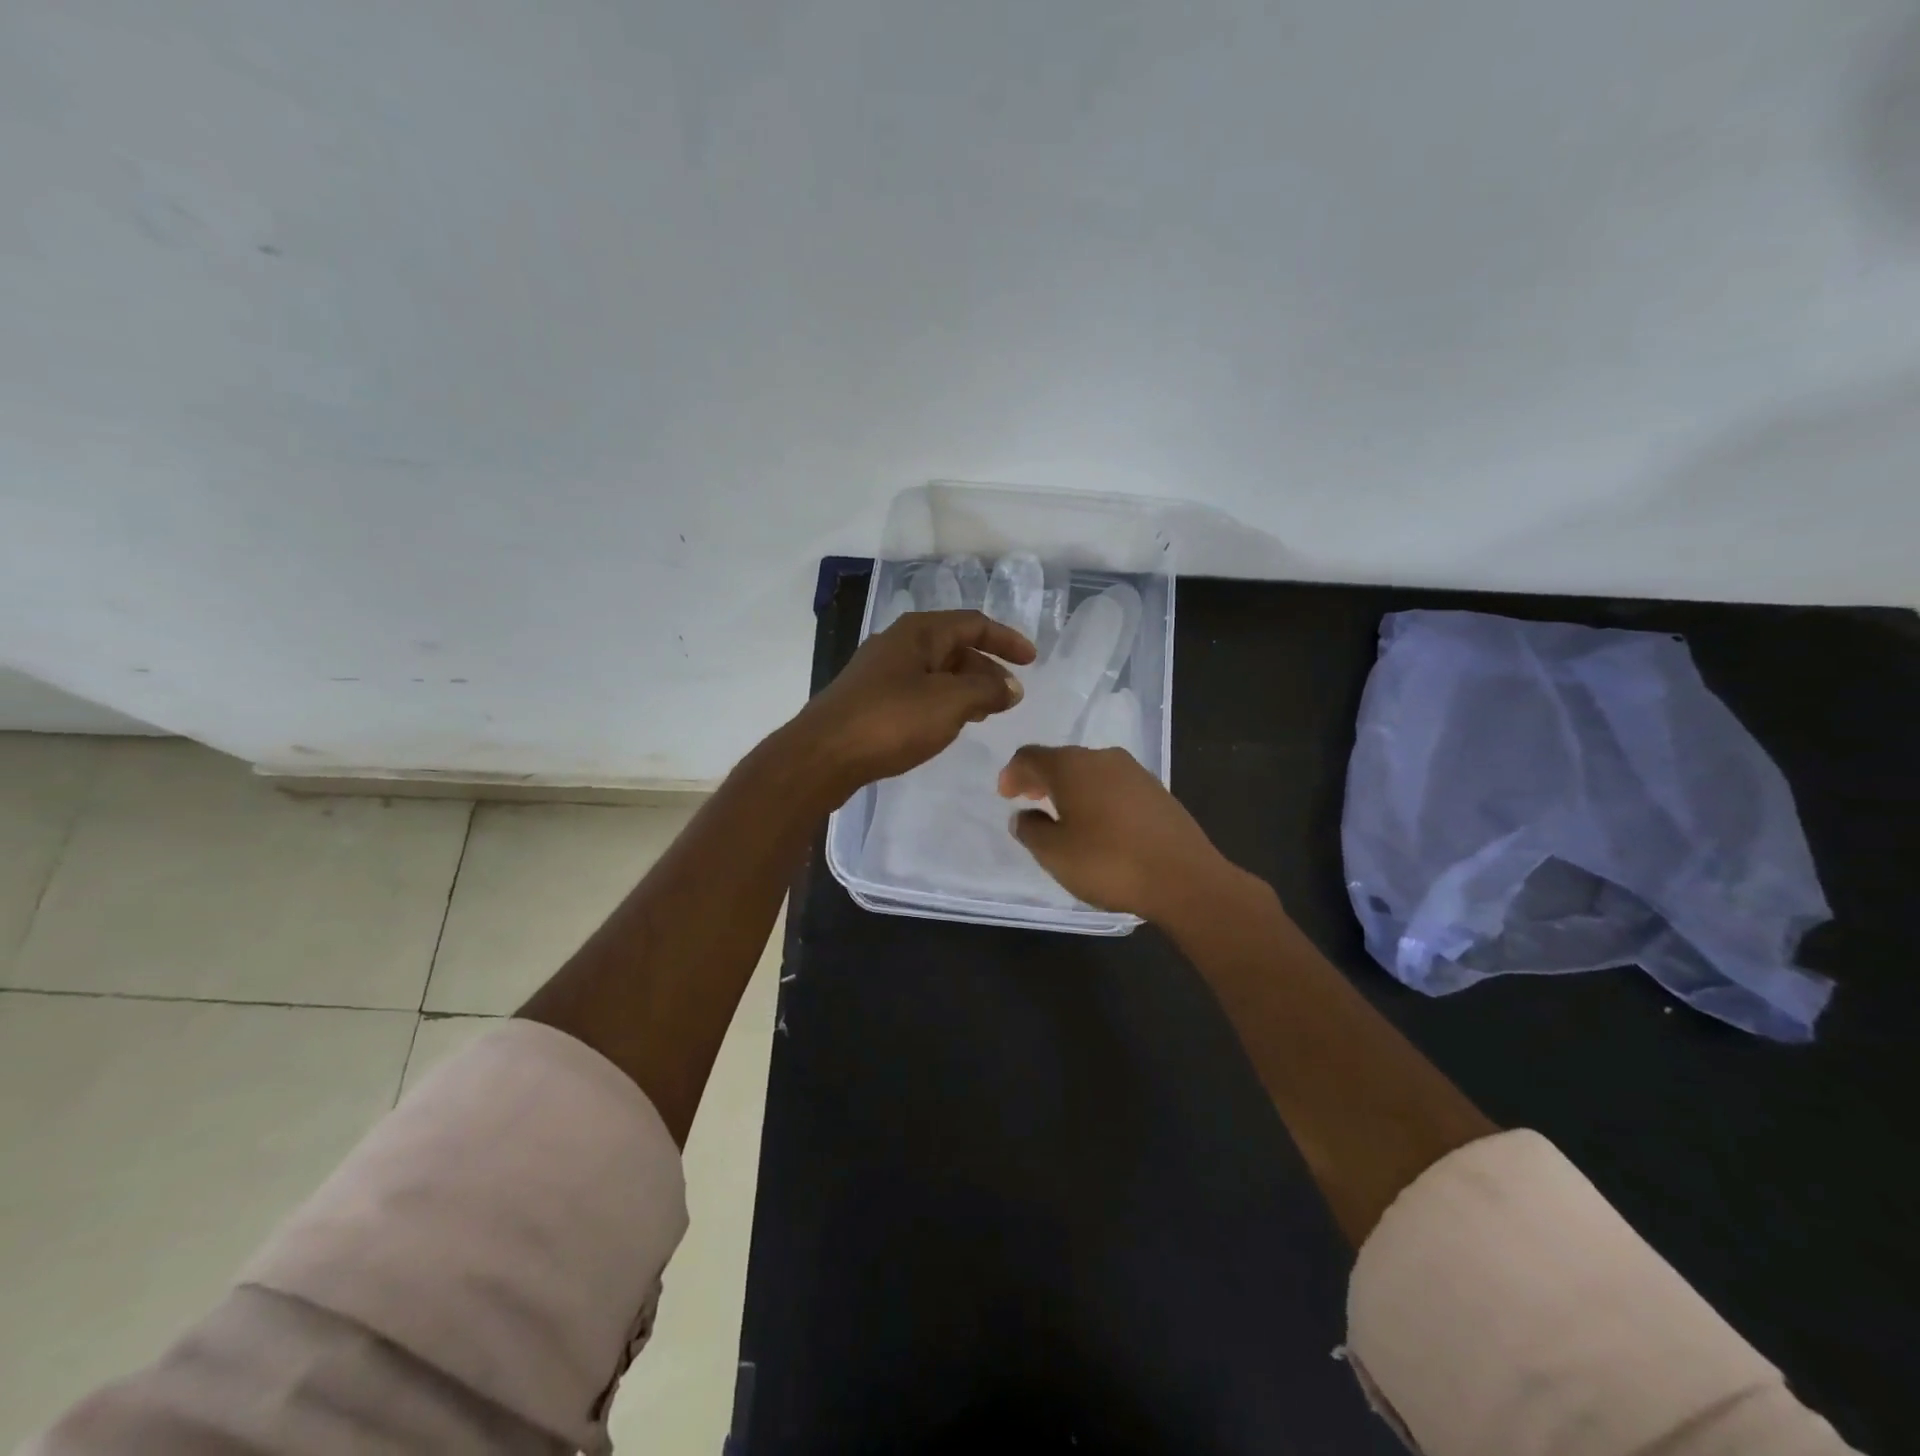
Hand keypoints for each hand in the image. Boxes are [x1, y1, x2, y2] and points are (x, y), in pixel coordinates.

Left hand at [794, 609, 1036, 794]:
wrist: (823, 755)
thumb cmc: (891, 721)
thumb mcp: (949, 702)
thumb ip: (986, 690)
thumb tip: (1011, 687)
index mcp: (919, 632)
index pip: (973, 624)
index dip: (1006, 640)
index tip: (1032, 661)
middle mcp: (898, 643)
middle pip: (953, 646)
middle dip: (986, 667)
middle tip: (1008, 696)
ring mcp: (880, 672)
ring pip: (935, 671)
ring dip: (965, 686)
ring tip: (984, 712)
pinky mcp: (869, 699)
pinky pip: (917, 690)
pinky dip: (941, 701)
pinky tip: (946, 724)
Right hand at [997, 745, 1238, 921]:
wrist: (1184, 878)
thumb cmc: (1109, 863)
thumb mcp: (1054, 854)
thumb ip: (1030, 830)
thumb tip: (1024, 816)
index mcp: (1072, 766)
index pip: (1031, 756)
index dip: (1012, 773)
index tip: (1006, 795)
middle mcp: (1103, 758)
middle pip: (1061, 760)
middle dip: (1041, 778)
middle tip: (1028, 800)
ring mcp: (1135, 772)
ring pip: (1090, 771)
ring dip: (1070, 788)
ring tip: (1062, 815)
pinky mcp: (1157, 791)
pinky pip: (1113, 785)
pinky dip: (1096, 797)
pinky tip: (1098, 824)